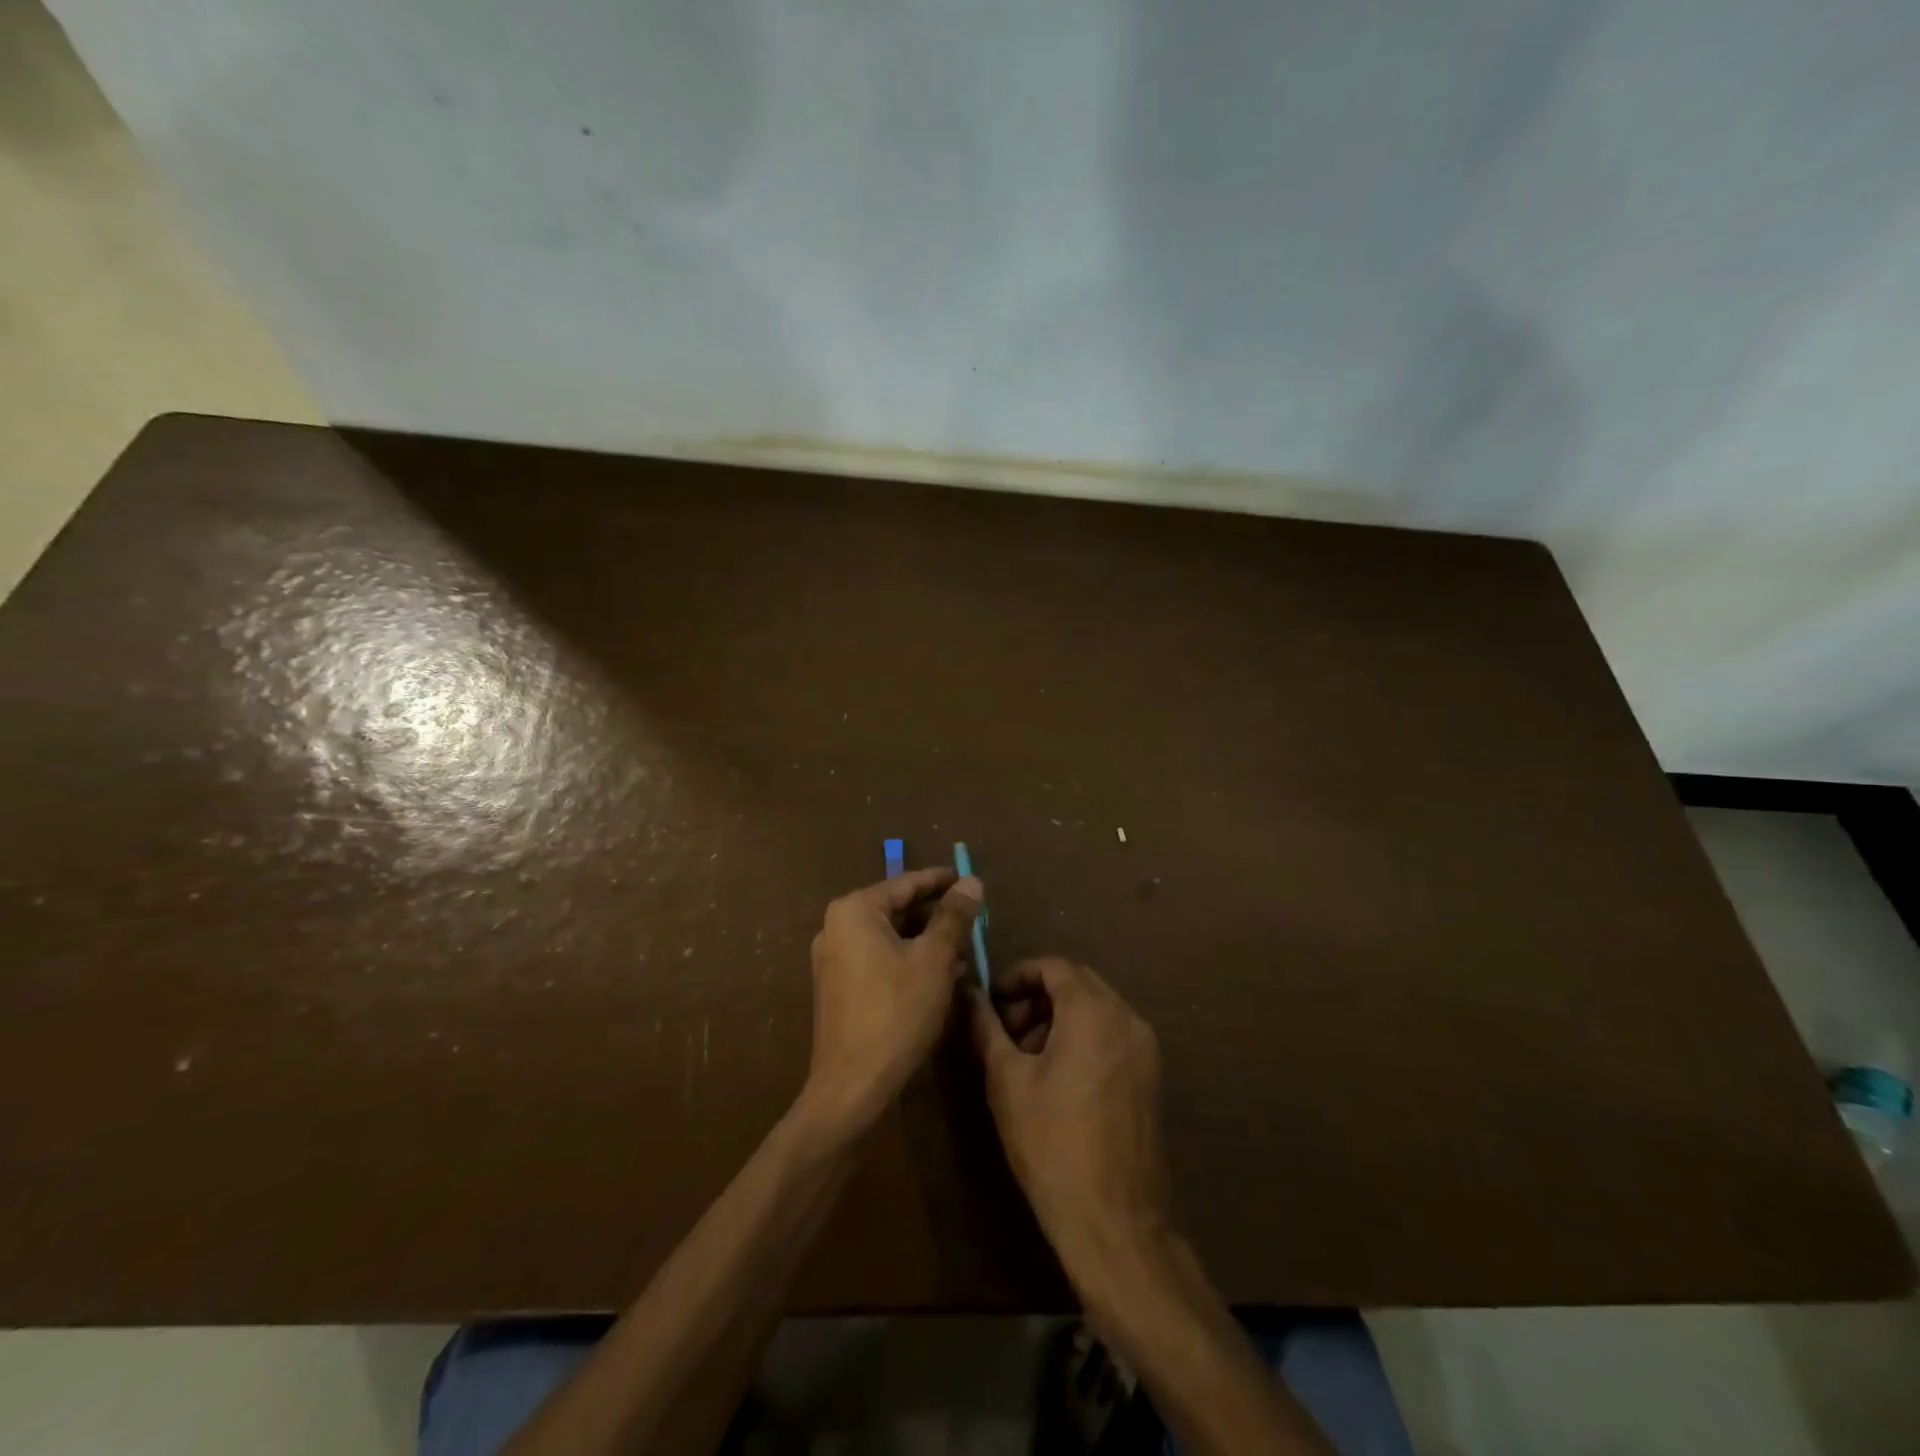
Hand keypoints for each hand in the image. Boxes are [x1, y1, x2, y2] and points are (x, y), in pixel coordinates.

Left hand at [802, 868, 982, 1134]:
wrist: (852, 1086)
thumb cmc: (896, 1012)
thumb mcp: (934, 959)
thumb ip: (953, 916)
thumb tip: (971, 882)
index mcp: (854, 911)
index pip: (906, 884)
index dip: (942, 881)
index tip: (971, 880)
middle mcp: (836, 927)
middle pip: (897, 910)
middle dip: (937, 916)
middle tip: (974, 920)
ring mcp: (833, 959)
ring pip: (890, 937)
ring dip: (926, 941)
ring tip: (964, 950)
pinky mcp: (838, 987)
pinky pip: (879, 960)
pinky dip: (908, 961)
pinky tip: (939, 976)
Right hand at [969, 958, 1172, 1279]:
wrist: (1113, 1220)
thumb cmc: (1051, 1144)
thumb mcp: (1006, 1080)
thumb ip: (987, 1027)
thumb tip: (970, 995)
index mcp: (1093, 1012)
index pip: (1054, 966)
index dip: (1018, 976)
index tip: (992, 1002)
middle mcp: (1127, 1018)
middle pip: (1077, 983)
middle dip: (1037, 997)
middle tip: (1006, 1029)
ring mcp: (1145, 1048)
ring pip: (1096, 1008)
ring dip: (1059, 1017)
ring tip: (1027, 1057)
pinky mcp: (1151, 1075)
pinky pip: (1112, 1034)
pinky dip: (1083, 1036)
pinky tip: (1058, 1077)